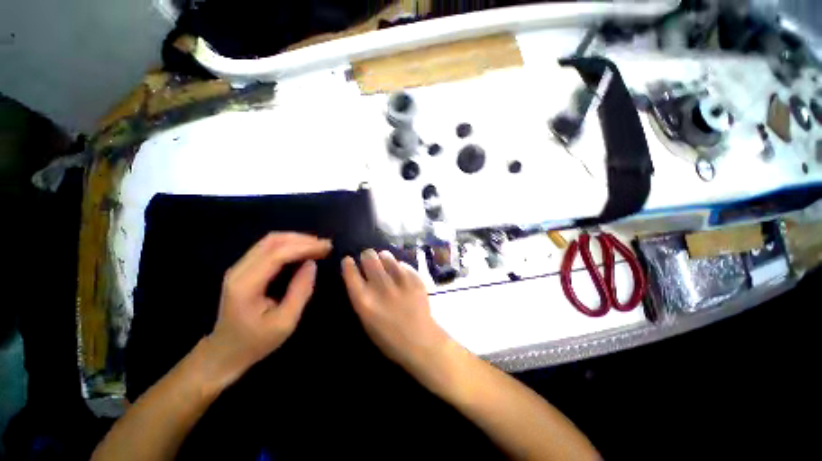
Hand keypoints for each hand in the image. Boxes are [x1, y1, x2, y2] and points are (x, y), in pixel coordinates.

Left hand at [203, 233, 331, 386]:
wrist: (224, 352)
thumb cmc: (256, 341)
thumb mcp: (285, 322)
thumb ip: (300, 291)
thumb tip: (312, 264)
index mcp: (246, 285)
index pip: (277, 254)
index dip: (304, 247)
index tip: (327, 247)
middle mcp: (239, 270)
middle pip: (272, 241)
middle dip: (302, 239)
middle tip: (325, 245)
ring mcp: (239, 267)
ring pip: (270, 241)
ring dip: (296, 240)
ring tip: (318, 246)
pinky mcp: (244, 269)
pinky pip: (268, 248)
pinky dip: (289, 245)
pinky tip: (303, 250)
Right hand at [342, 250, 451, 383]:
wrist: (420, 341)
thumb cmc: (389, 337)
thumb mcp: (367, 320)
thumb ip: (362, 297)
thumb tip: (360, 277)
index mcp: (365, 301)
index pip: (351, 273)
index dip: (348, 264)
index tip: (348, 260)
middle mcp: (381, 288)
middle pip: (369, 258)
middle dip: (367, 256)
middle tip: (369, 258)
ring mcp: (400, 281)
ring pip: (386, 256)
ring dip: (383, 257)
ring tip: (384, 261)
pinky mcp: (415, 279)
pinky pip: (403, 264)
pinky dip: (399, 266)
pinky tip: (400, 273)